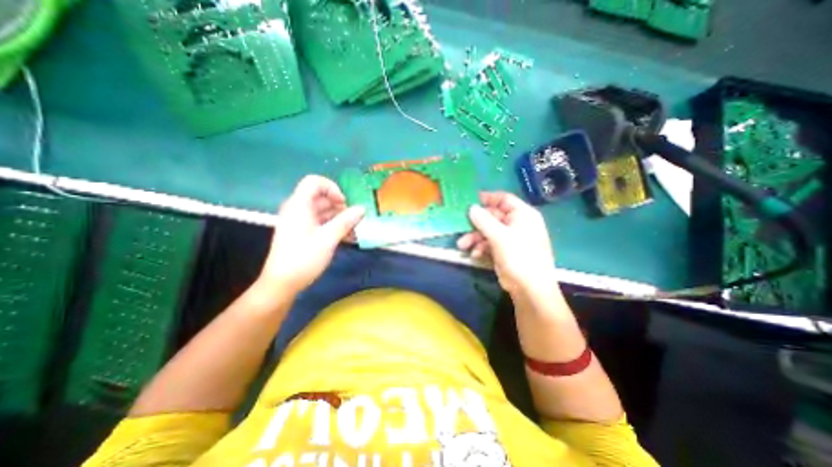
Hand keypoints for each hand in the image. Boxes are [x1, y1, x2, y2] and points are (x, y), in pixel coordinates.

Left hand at [259, 175, 364, 294]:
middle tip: (353, 220)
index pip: (314, 182)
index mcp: (299, 205)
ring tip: (353, 230)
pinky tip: (346, 237)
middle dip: (340, 206)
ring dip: (339, 218)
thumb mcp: (328, 238)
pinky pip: (320, 222)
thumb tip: (362, 208)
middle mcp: (298, 209)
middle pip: (321, 197)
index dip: (332, 188)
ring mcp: (300, 221)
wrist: (282, 283)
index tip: (344, 204)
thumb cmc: (304, 258)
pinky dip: (333, 226)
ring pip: (323, 211)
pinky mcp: (303, 232)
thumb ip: (346, 221)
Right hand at [458, 192, 554, 294]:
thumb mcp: (500, 236)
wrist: (529, 288)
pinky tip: (475, 255)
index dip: (487, 198)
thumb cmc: (519, 256)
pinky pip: (489, 244)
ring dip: (475, 238)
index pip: (504, 199)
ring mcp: (510, 238)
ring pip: (488, 232)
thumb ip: (484, 220)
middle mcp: (517, 224)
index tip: (470, 201)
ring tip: (462, 246)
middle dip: (475, 225)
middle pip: (492, 217)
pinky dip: (481, 248)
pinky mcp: (504, 251)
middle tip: (460, 228)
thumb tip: (472, 207)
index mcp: (523, 215)